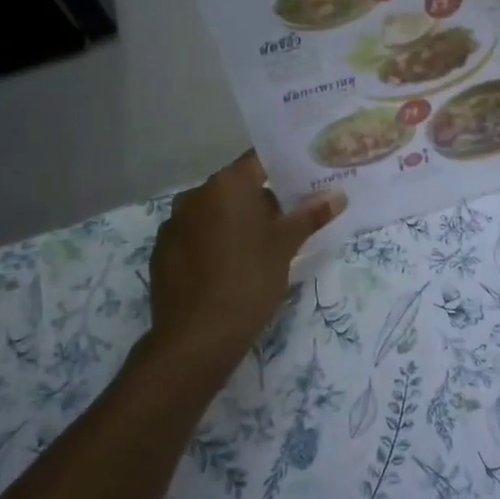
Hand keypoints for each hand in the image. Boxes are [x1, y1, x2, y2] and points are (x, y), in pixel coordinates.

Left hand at [147, 152, 345, 374]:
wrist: (197, 336)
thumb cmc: (249, 280)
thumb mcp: (285, 247)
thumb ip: (310, 216)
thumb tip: (337, 196)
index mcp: (226, 185)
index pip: (258, 162)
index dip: (283, 169)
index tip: (303, 182)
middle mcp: (195, 195)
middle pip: (236, 188)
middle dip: (262, 201)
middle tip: (290, 222)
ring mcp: (173, 223)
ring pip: (214, 213)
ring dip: (236, 223)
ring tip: (261, 249)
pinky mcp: (162, 251)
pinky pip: (195, 236)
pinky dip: (213, 243)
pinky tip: (228, 269)